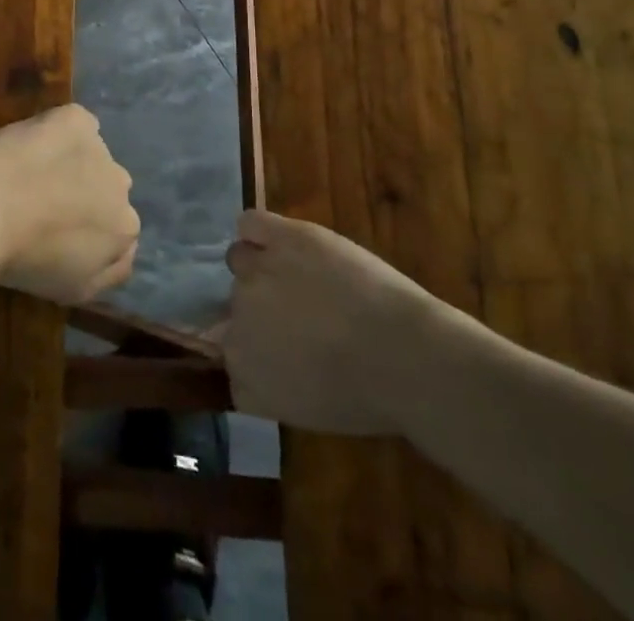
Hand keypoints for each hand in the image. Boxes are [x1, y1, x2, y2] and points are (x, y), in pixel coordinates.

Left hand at [0, 104, 138, 304]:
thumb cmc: (23, 260)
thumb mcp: (72, 291)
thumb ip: (108, 273)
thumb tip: (119, 253)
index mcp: (124, 229)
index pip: (116, 228)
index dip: (85, 227)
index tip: (56, 230)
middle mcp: (122, 185)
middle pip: (106, 187)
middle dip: (83, 192)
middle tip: (43, 200)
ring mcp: (99, 146)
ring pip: (91, 153)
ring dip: (71, 161)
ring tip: (30, 172)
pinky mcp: (75, 118)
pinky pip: (76, 123)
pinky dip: (60, 131)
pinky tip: (34, 143)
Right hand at [223, 210, 486, 435]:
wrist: (404, 355)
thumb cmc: (368, 396)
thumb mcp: (306, 410)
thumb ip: (269, 382)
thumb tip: (262, 358)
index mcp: (243, 368)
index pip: (229, 354)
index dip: (255, 350)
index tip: (280, 352)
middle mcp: (237, 317)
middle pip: (234, 303)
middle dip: (260, 308)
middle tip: (299, 314)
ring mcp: (254, 272)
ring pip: (239, 259)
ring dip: (261, 267)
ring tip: (298, 275)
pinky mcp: (280, 237)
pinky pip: (250, 222)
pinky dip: (259, 230)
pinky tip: (281, 240)